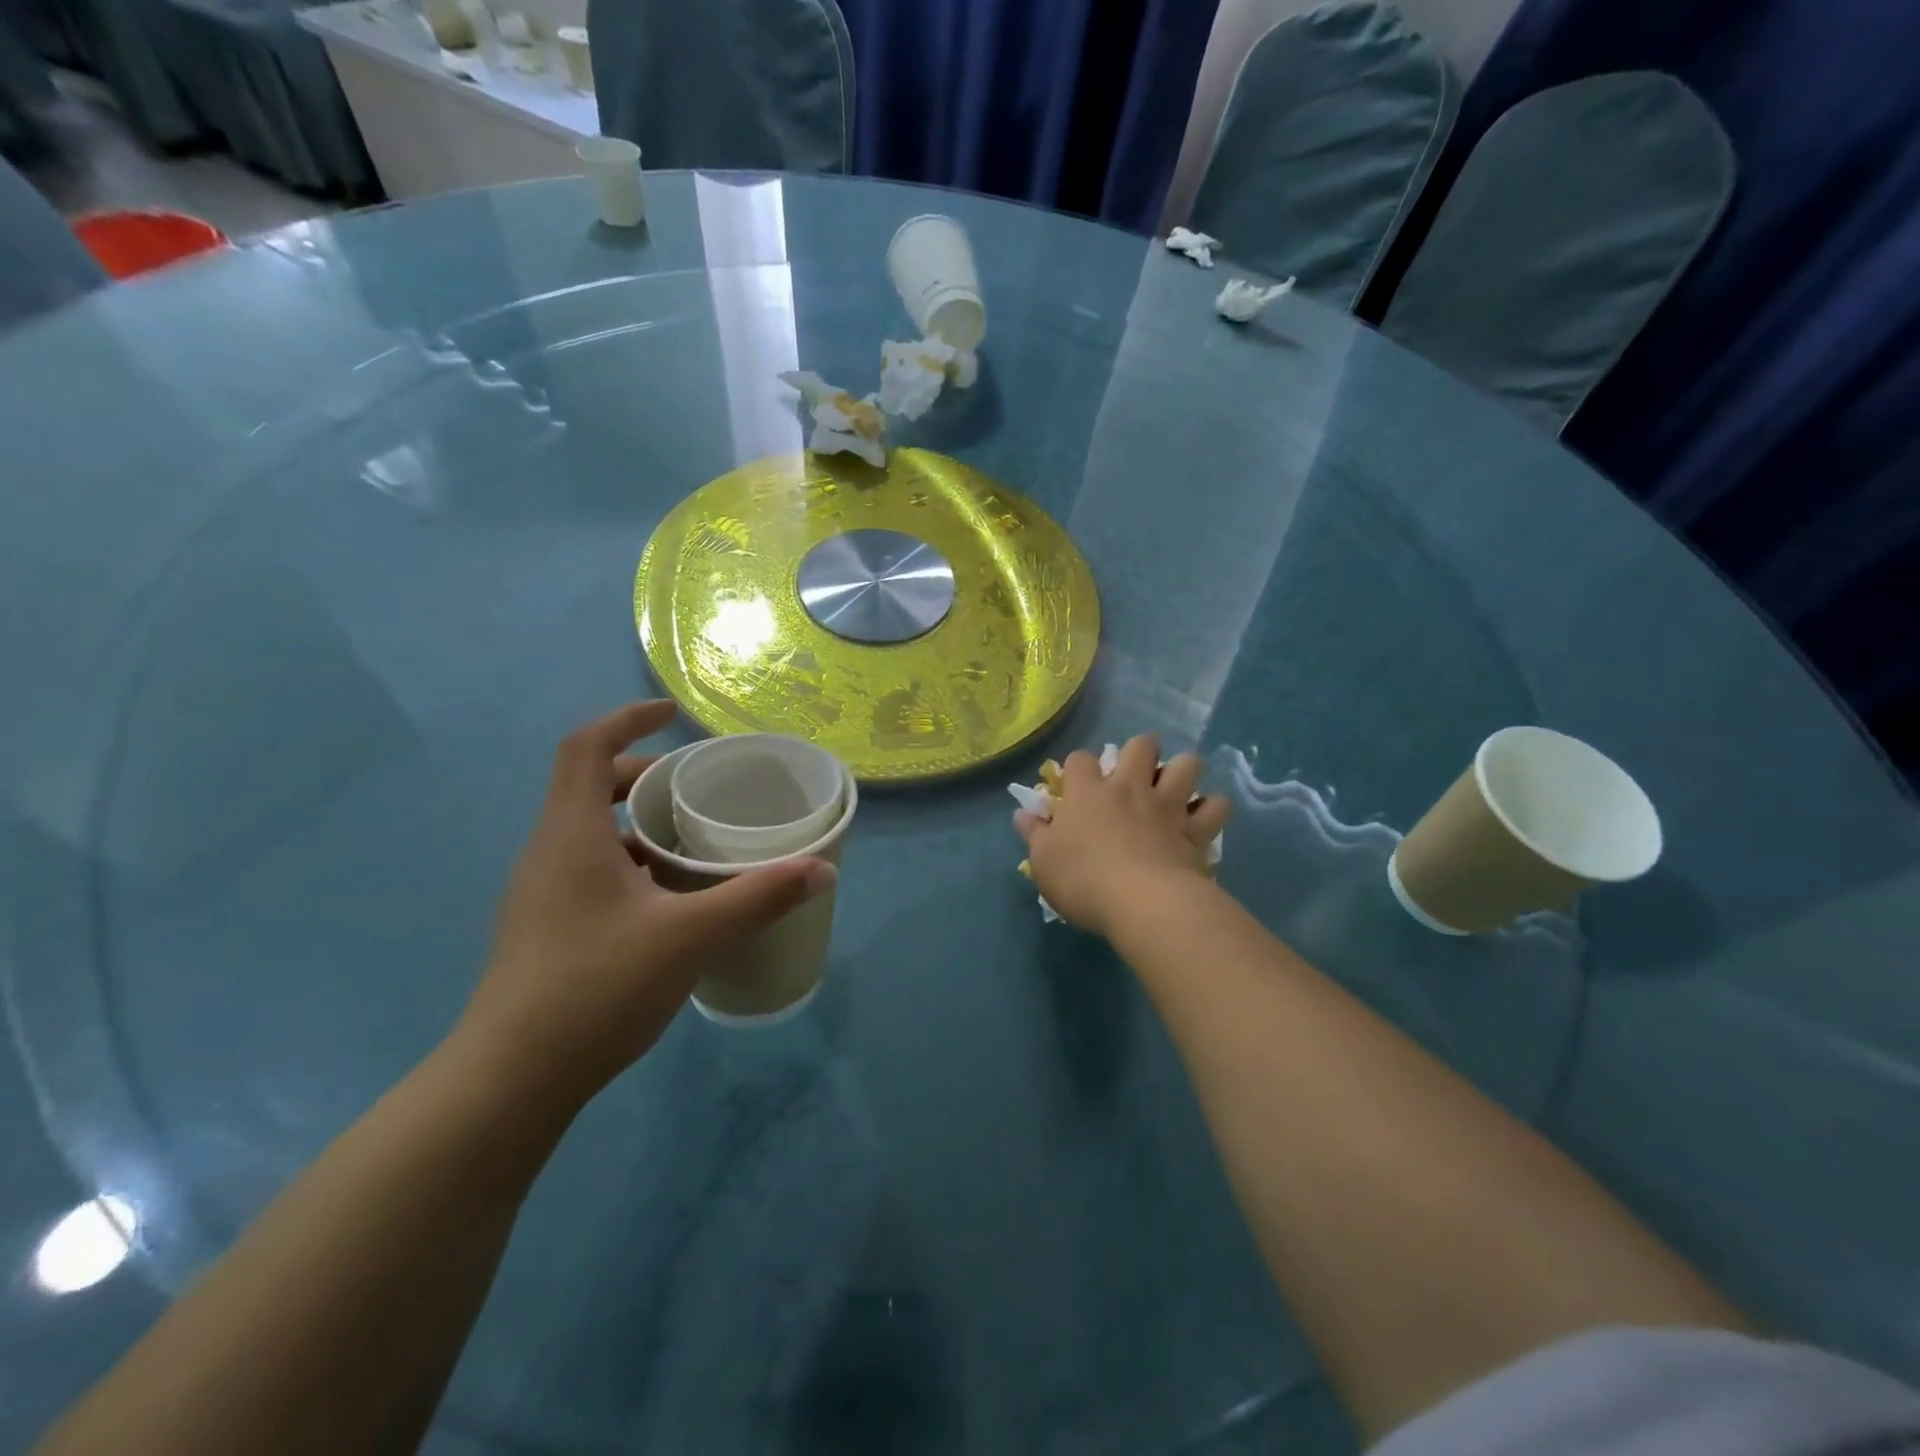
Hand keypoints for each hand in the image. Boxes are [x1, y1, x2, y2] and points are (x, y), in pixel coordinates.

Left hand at [459, 702, 835, 1102]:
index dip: (627, 720)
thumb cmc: (595, 988)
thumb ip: (759, 897)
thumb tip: (822, 869)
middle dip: (644, 776)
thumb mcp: (691, 936)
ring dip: (639, 823)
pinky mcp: (547, 928)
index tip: (672, 715)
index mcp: (570, 835)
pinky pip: (591, 869)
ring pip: (591, 833)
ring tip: (695, 841)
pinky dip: (632, 862)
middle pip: (589, 787)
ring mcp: (542, 894)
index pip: (585, 748)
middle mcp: (548, 853)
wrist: (511, 1081)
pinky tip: (671, 899)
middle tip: (697, 789)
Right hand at [1014, 734, 1230, 938]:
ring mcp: (1168, 805)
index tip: (1077, 784)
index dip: (1078, 767)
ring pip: (1186, 765)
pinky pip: (1216, 806)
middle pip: (1142, 745)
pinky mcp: (1197, 829)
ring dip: (1182, 770)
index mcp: (1089, 793)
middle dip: (1142, 750)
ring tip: (1176, 786)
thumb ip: (1035, 834)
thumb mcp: (1044, 863)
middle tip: (1138, 772)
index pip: (1080, 760)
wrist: (1144, 903)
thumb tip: (1023, 814)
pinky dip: (1212, 807)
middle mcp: (1130, 788)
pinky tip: (1204, 817)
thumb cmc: (1084, 881)